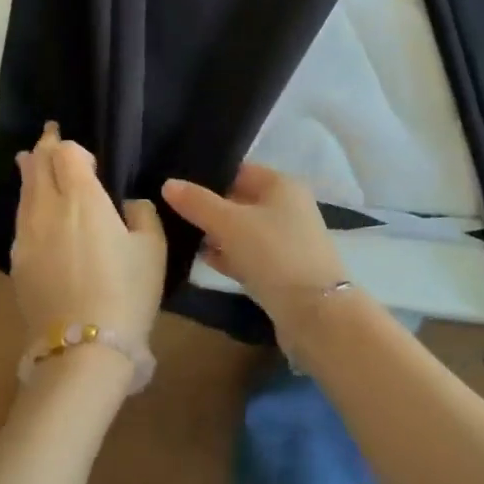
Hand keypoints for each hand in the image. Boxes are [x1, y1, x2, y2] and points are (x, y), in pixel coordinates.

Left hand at [11, 123, 165, 362]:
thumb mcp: (152, 248)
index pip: (65, 153)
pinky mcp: (16, 263)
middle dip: (44, 148)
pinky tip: (32, 210)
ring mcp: (26, 237)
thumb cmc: (126, 291)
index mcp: (81, 198)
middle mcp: (46, 209)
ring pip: (23, 192)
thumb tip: (127, 204)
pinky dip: (26, 203)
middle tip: (48, 136)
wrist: (83, 349)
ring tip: (29, 160)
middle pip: (37, 166)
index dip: (72, 147)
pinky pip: (20, 220)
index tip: (84, 154)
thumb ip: (141, 213)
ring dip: (29, 172)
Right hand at [162, 163, 348, 335]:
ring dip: (217, 235)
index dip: (208, 176)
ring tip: (181, 236)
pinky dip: (229, 256)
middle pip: (240, 201)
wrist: (315, 313)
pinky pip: (249, 255)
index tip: (175, 185)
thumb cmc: (273, 253)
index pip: (239, 170)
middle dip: (208, 208)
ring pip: (243, 230)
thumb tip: (168, 184)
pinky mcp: (283, 270)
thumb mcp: (229, 223)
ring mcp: (287, 240)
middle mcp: (288, 207)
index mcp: (282, 185)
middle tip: (171, 213)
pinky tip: (204, 261)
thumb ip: (197, 203)